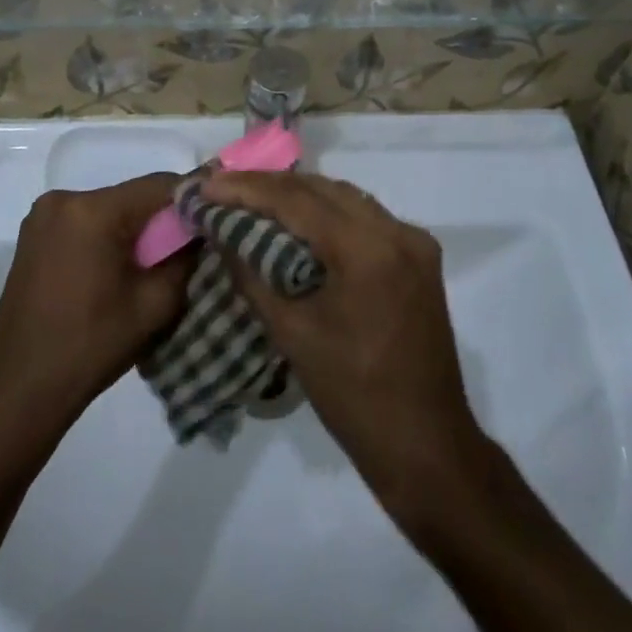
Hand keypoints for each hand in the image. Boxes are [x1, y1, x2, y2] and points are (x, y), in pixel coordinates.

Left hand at [0, 175, 187, 435]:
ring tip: (150, 266)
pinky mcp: (33, 235)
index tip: (212, 221)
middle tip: (184, 251)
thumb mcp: (155, 304)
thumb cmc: (91, 346)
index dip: (191, 200)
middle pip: (132, 196)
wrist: (20, 388)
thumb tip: (200, 232)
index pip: (159, 185)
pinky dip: (106, 236)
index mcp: (93, 211)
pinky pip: (85, 222)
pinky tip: (115, 270)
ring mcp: (42, 216)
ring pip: (109, 208)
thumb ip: (184, 258)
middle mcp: (64, 199)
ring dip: (133, 229)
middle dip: (160, 219)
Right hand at [200, 172, 485, 514]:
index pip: (297, 200)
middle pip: (323, 190)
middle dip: (269, 186)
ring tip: (250, 198)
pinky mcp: (419, 258)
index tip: (205, 184)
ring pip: (345, 198)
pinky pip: (364, 219)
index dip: (247, 188)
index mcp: (368, 250)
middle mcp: (397, 232)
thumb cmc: (353, 396)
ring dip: (298, 196)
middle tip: (223, 187)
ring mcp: (414, 243)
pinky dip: (327, 214)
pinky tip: (296, 222)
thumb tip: (221, 233)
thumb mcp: (292, 334)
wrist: (426, 447)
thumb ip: (251, 275)